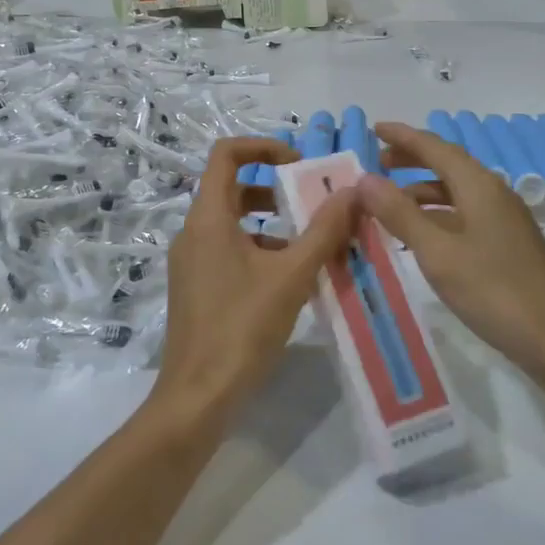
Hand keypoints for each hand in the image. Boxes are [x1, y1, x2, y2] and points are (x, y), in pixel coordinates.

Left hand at [151, 137, 356, 424]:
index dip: (263, 146)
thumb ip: (323, 231)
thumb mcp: (291, 276)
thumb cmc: (242, 329)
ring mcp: (192, 262)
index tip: (299, 163)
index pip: (226, 154)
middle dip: (276, 188)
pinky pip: (230, 250)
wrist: (198, 398)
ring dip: (273, 223)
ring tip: (313, 244)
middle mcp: (193, 232)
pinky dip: (261, 250)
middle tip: (314, 203)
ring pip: (234, 223)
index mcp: (208, 218)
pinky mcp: (197, 287)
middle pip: (233, 188)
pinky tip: (293, 279)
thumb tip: (352, 191)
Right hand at [357, 122, 544, 380]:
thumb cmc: (495, 292)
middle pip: (447, 164)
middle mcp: (493, 194)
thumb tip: (365, 178)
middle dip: (411, 159)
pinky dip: (436, 215)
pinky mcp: (507, 244)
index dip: (402, 136)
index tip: (373, 127)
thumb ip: (400, 213)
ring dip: (421, 191)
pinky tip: (420, 236)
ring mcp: (503, 220)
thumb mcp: (438, 253)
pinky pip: (464, 214)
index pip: (435, 147)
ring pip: (455, 192)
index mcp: (479, 186)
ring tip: (387, 203)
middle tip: (376, 163)